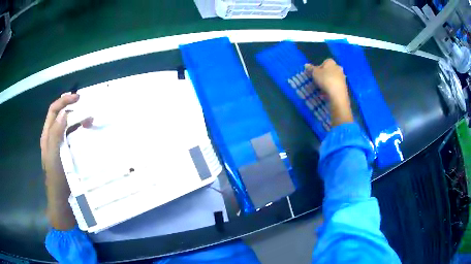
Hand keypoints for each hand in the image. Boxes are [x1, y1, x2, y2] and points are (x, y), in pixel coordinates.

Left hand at [41, 94, 91, 229]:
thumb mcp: (54, 155)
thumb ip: (55, 134)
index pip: (54, 110)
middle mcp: (51, 137)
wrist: (61, 199)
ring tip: (89, 120)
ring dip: (76, 119)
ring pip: (66, 125)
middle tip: (86, 108)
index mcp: (47, 135)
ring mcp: (58, 145)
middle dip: (72, 108)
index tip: (78, 98)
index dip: (64, 101)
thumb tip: (64, 113)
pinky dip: (78, 130)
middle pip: (60, 115)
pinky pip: (70, 136)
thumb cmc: (56, 178)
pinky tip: (85, 133)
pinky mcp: (65, 152)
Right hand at [305, 59, 352, 126]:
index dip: (319, 67)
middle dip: (324, 75)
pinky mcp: (344, 86)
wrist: (337, 94)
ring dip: (328, 82)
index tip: (315, 74)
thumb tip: (306, 65)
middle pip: (329, 70)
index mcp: (331, 62)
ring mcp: (342, 77)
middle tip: (318, 81)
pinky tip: (327, 93)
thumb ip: (311, 69)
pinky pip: (336, 85)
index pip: (324, 62)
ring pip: (333, 78)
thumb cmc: (325, 79)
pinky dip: (332, 88)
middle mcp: (338, 67)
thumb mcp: (315, 73)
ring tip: (322, 88)